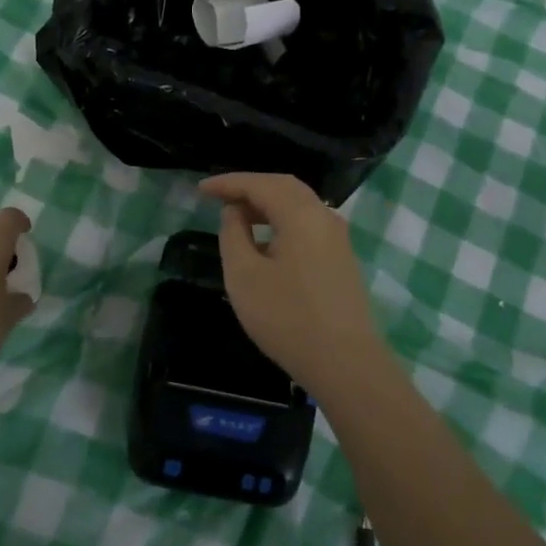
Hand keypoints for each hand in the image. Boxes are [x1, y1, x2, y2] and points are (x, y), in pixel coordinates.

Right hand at [200, 173, 385, 389]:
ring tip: (237, 216)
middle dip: (249, 187)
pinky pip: (307, 224)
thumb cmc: (287, 318)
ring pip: (298, 205)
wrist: (345, 362)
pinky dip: (282, 220)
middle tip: (218, 196)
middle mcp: (324, 216)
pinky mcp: (341, 258)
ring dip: (266, 204)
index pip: (260, 184)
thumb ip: (233, 234)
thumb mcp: (244, 275)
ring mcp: (338, 238)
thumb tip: (235, 212)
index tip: (201, 189)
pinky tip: (265, 240)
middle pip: (283, 187)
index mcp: (301, 214)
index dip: (228, 183)